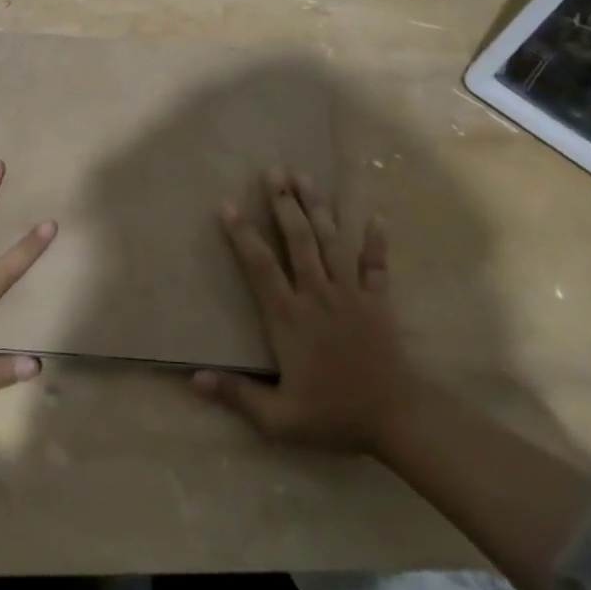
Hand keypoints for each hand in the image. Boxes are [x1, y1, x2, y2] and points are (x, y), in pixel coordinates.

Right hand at [193, 170, 422, 454]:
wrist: (398, 418)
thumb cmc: (334, 414)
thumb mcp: (279, 418)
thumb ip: (237, 395)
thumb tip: (192, 379)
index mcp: (288, 316)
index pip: (260, 266)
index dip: (242, 234)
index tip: (227, 205)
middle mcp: (317, 294)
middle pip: (298, 239)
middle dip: (284, 202)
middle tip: (273, 171)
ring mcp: (350, 293)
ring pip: (332, 241)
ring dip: (318, 207)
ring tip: (306, 175)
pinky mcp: (378, 300)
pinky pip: (376, 264)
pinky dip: (376, 240)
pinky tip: (376, 215)